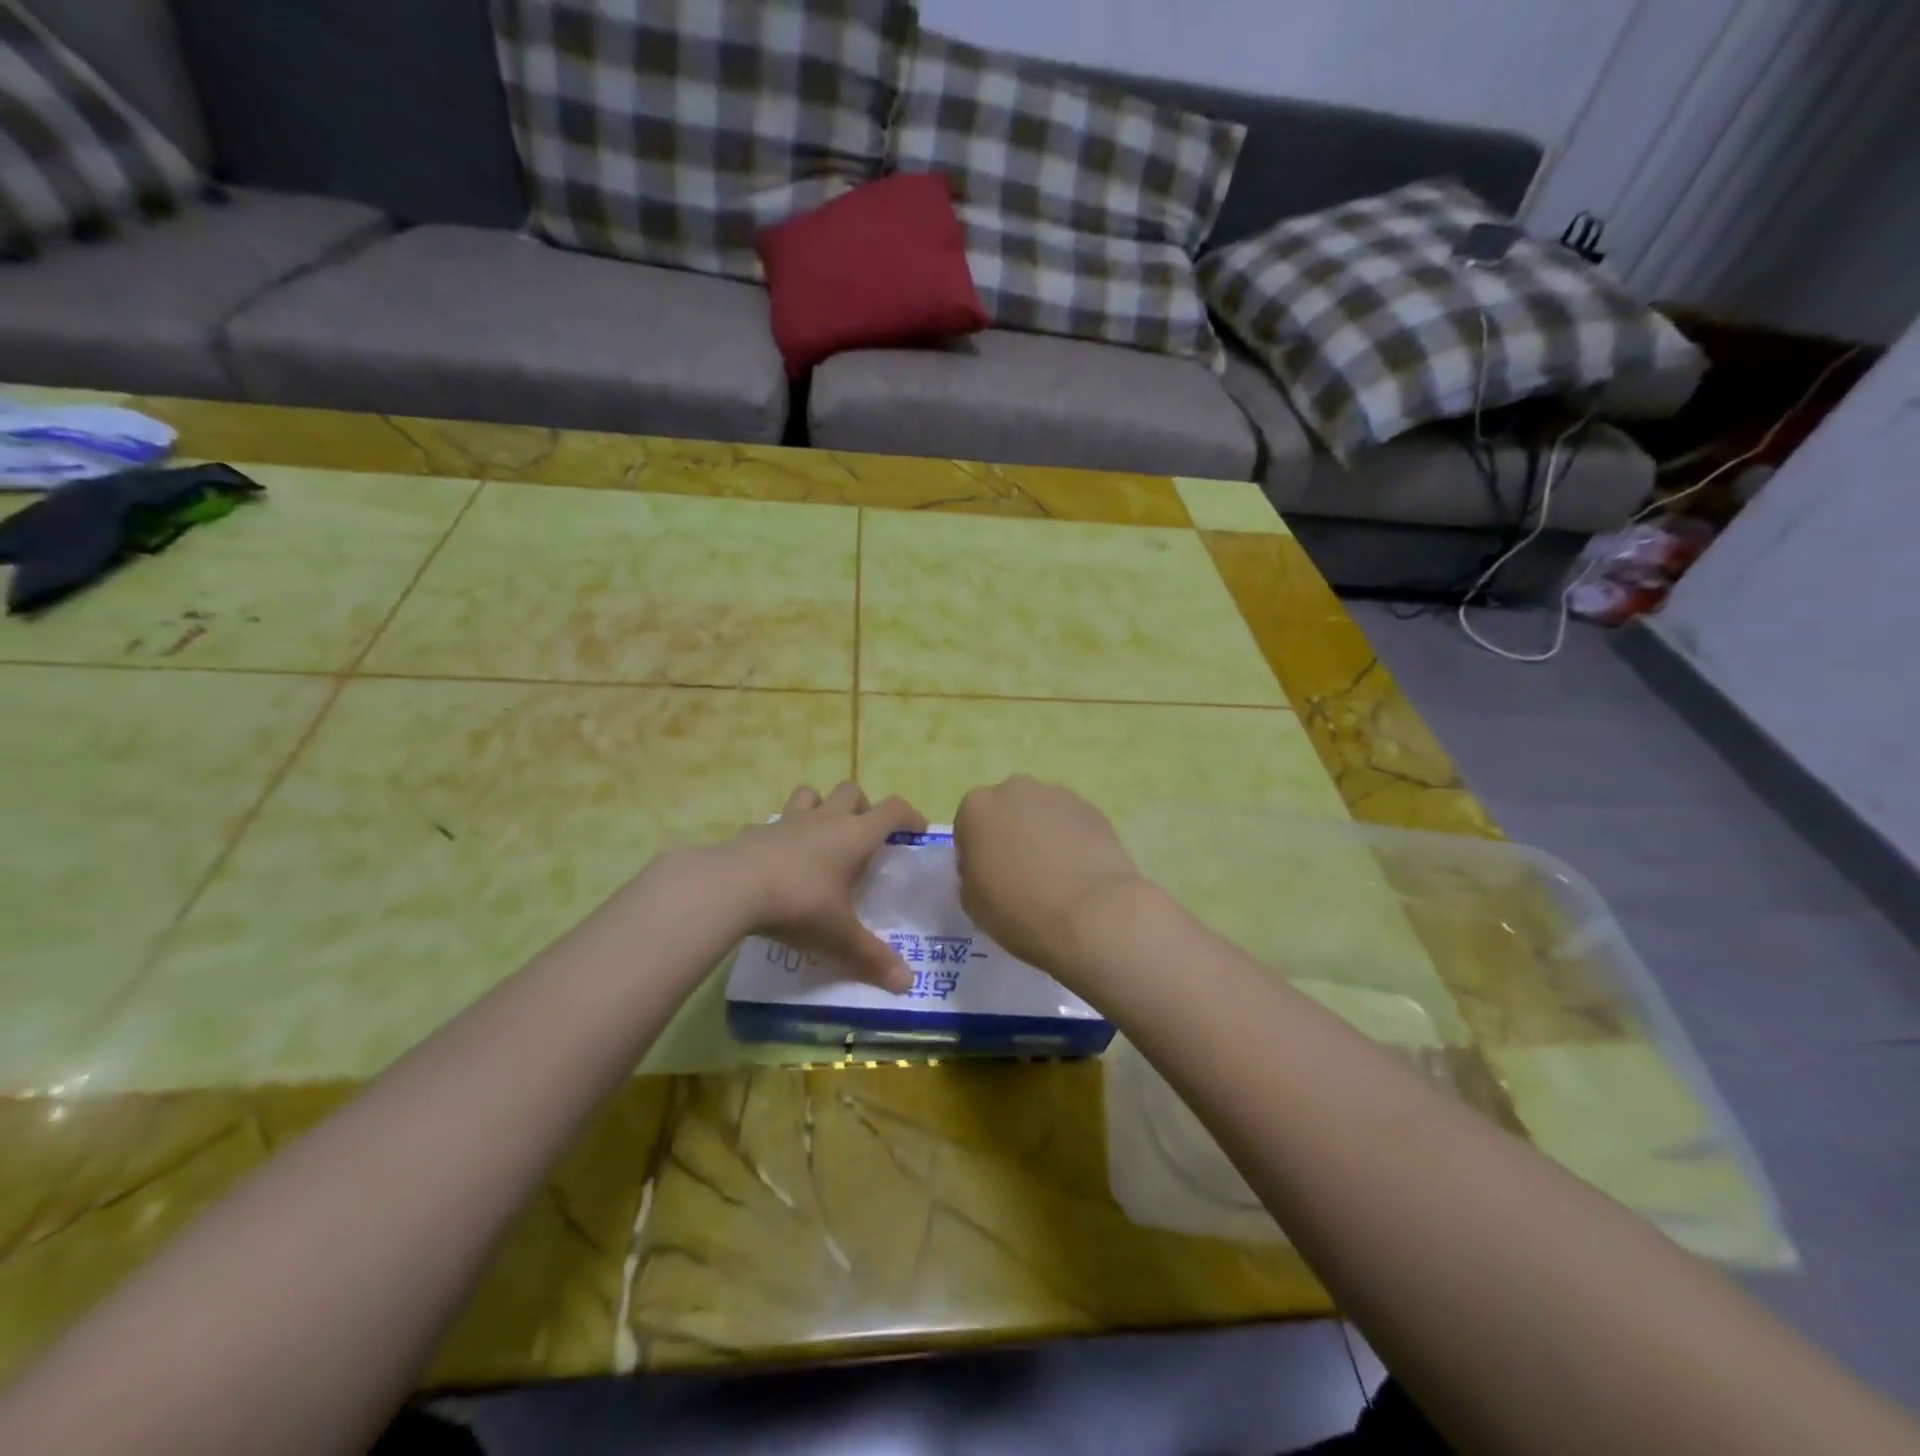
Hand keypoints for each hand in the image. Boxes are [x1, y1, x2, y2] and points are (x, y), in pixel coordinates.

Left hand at [723, 782, 926, 992]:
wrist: (731, 888)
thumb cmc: (799, 905)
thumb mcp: (839, 937)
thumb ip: (872, 957)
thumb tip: (906, 984)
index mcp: (854, 836)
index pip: (893, 810)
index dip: (910, 816)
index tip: (917, 831)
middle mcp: (824, 819)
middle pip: (852, 791)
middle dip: (863, 807)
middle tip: (864, 836)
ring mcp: (787, 821)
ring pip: (811, 794)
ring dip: (821, 807)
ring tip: (821, 836)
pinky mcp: (755, 831)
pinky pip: (774, 822)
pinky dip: (781, 834)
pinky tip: (777, 859)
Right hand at [953, 776, 1144, 977]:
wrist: (1092, 914)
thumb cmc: (1019, 909)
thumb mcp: (972, 902)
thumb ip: (971, 873)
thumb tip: (987, 866)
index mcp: (976, 808)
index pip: (968, 827)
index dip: (977, 855)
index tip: (988, 880)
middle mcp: (1015, 789)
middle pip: (1006, 812)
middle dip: (1010, 835)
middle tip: (1021, 875)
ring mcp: (1058, 795)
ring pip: (1041, 814)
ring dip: (1042, 835)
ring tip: (1056, 876)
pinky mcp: (1093, 809)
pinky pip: (1072, 824)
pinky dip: (1072, 841)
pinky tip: (1080, 873)